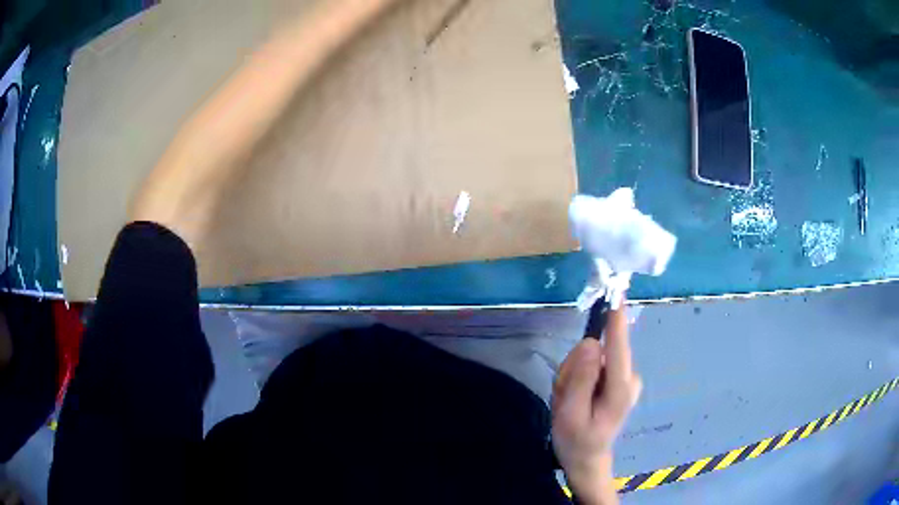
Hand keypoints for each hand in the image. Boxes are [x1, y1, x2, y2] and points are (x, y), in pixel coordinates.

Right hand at [552, 305, 641, 504]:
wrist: (587, 459)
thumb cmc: (576, 440)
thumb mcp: (569, 413)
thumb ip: (580, 377)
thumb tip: (592, 342)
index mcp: (620, 388)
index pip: (619, 346)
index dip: (616, 318)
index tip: (617, 290)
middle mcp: (629, 378)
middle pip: (599, 352)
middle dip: (575, 368)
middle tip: (564, 394)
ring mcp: (625, 378)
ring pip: (593, 359)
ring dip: (574, 375)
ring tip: (569, 400)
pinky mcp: (619, 378)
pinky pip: (594, 366)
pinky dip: (579, 378)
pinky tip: (576, 398)